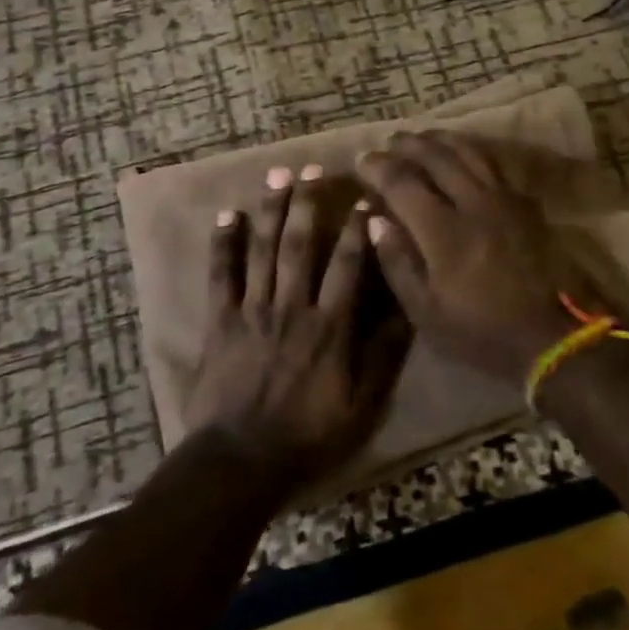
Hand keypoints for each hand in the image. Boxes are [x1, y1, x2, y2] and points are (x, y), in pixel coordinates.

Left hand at [183, 165, 410, 491]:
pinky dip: (223, 244)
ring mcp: (253, 310)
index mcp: (329, 326)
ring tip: (277, 175)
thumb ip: (383, 355)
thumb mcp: (362, 406)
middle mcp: (292, 306)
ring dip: (271, 210)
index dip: (357, 229)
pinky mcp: (221, 320)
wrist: (241, 462)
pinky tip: (228, 215)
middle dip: (308, 203)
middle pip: (301, 244)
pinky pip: (221, 275)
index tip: (363, 198)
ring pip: (264, 250)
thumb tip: (407, 308)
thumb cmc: (308, 435)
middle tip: (311, 168)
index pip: (348, 265)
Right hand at [356, 132, 592, 385]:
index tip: (362, 160)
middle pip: (436, 157)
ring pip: (468, 152)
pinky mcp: (525, 203)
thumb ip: (397, 262)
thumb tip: (375, 220)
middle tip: (390, 140)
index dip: (378, 167)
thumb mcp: (426, 312)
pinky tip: (464, 152)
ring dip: (440, 139)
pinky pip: (494, 163)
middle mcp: (473, 203)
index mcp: (444, 231)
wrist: (552, 338)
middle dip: (408, 144)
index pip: (403, 183)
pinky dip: (472, 150)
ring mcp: (503, 199)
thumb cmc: (481, 331)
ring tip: (422, 136)